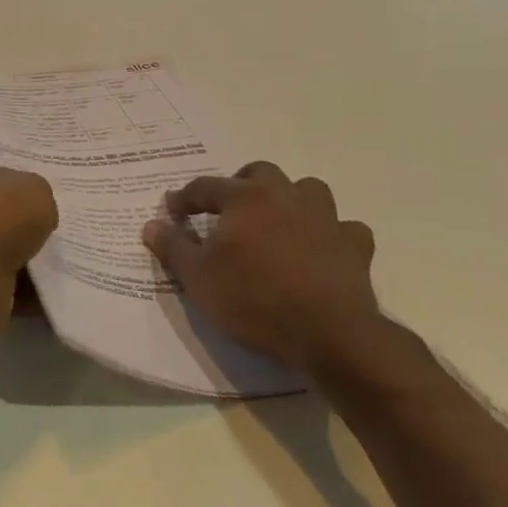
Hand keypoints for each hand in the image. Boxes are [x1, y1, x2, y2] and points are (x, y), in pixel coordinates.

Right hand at [142, 162, 386, 373]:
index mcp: (244, 198)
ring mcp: (326, 219)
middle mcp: (285, 197)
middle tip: (227, 210)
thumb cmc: (253, 299)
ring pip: (308, 190)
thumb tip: (151, 224)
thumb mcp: (196, 277)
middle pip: (260, 172)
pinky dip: (330, 232)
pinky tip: (319, 248)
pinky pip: (344, 227)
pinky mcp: (355, 247)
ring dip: (290, 199)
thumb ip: (172, 247)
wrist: (328, 334)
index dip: (184, 198)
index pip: (205, 186)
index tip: (172, 212)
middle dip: (240, 184)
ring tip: (275, 222)